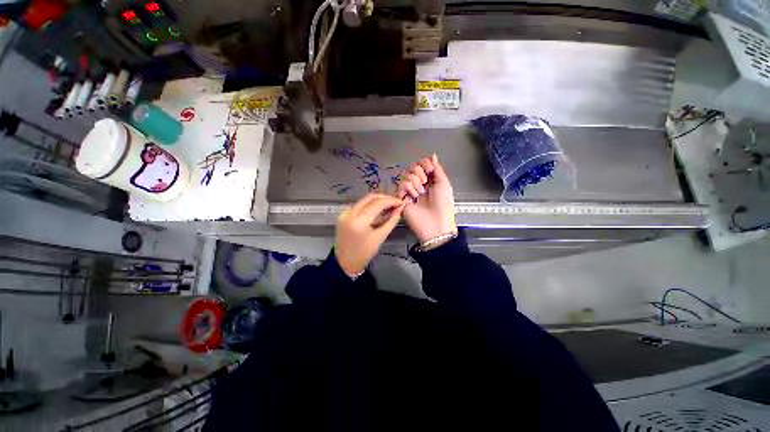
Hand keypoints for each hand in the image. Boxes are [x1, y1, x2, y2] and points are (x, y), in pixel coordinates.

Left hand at [335, 193, 405, 276]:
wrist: (345, 262)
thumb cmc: (364, 253)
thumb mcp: (380, 237)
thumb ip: (391, 221)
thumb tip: (399, 209)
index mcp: (359, 221)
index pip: (377, 204)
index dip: (391, 201)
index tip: (401, 202)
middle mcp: (350, 213)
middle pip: (370, 198)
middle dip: (384, 198)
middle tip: (395, 202)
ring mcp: (344, 213)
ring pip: (364, 200)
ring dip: (377, 201)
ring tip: (389, 206)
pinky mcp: (343, 215)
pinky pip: (359, 206)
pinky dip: (369, 206)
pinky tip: (377, 211)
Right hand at [398, 154, 456, 242]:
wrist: (435, 223)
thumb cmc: (443, 204)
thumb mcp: (444, 184)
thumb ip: (437, 169)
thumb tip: (432, 155)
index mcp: (430, 180)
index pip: (422, 164)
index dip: (424, 164)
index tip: (430, 169)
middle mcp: (419, 184)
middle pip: (412, 167)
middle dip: (420, 172)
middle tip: (425, 183)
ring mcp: (409, 191)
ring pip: (406, 175)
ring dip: (415, 182)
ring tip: (420, 194)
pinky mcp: (401, 198)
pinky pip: (401, 185)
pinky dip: (409, 189)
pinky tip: (413, 197)